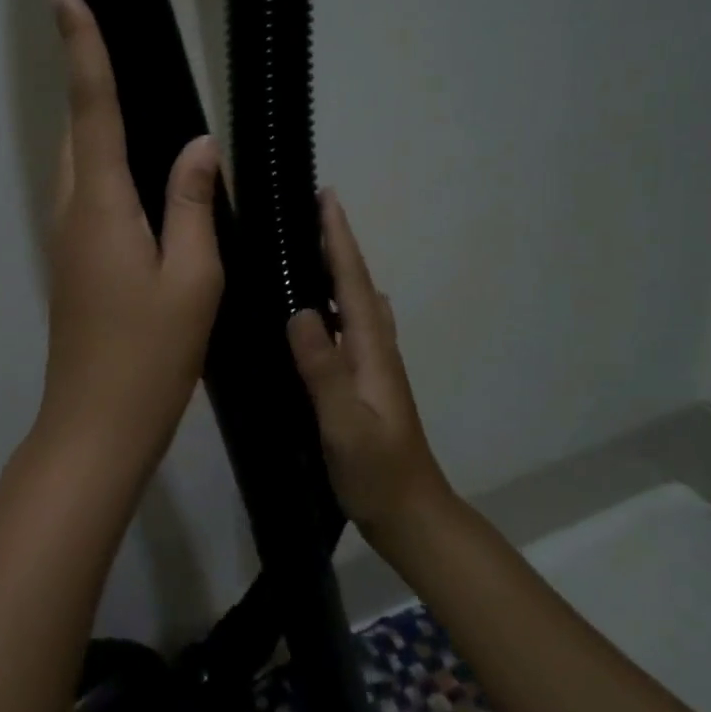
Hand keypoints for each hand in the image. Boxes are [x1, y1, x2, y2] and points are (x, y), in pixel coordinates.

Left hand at [32, 0, 223, 483]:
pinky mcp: (73, 263)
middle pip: (79, 129)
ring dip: (98, 123)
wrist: (97, 424)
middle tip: (111, 33)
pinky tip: (142, 176)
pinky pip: (89, 195)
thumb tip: (198, 146)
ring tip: (134, 95)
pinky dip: (108, 167)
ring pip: (81, 164)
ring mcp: (66, 239)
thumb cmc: (151, 355)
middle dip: (89, 76)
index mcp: (101, 204)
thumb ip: (194, 204)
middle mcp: (72, 210)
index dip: (81, 44)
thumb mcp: (192, 278)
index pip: (91, 106)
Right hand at [287, 190, 446, 535]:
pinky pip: (349, 328)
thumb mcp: (345, 423)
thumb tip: (299, 311)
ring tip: (308, 250)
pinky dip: (335, 304)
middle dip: (338, 245)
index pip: (353, 283)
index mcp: (372, 351)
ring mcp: (373, 367)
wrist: (410, 513)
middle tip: (311, 213)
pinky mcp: (364, 383)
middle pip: (357, 285)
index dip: (339, 240)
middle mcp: (376, 350)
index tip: (327, 198)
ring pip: (356, 305)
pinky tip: (317, 312)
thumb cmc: (377, 471)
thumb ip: (324, 369)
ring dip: (338, 272)